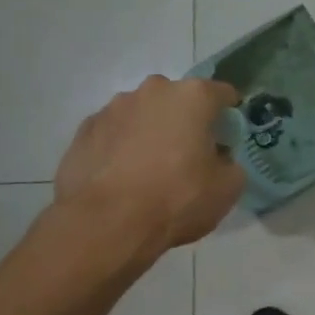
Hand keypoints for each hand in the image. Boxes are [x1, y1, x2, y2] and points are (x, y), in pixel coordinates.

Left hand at [54, 76, 245, 251]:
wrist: (106, 223)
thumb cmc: (176, 198)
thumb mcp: (227, 188)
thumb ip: (230, 164)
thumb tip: (219, 160)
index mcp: (192, 97)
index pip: (222, 93)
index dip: (229, 114)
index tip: (228, 136)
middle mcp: (152, 90)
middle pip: (178, 100)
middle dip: (186, 121)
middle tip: (189, 155)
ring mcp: (113, 107)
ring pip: (143, 114)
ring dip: (150, 132)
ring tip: (150, 169)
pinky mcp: (84, 130)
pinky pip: (114, 133)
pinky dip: (121, 147)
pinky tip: (122, 176)